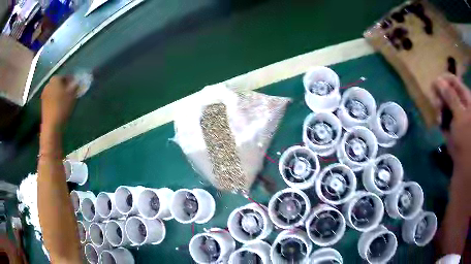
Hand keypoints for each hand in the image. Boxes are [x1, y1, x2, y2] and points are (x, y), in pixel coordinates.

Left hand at [41, 76, 77, 129]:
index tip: (75, 85)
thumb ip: (75, 86)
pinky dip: (54, 100)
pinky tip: (59, 106)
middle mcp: (48, 84)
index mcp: (55, 79)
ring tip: (64, 100)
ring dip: (58, 93)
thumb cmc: (62, 107)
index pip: (64, 76)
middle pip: (57, 83)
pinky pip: (50, 98)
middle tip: (69, 92)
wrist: (51, 125)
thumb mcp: (72, 95)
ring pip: (53, 91)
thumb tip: (76, 82)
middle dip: (63, 86)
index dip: (70, 80)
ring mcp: (44, 94)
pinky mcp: (43, 104)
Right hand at [432, 74, 470, 174]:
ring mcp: (457, 116)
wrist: (465, 166)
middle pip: (448, 93)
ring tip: (438, 118)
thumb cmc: (465, 137)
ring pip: (446, 106)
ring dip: (440, 110)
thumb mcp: (459, 114)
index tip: (433, 88)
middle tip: (436, 106)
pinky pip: (445, 118)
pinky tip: (439, 125)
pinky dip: (442, 120)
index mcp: (464, 97)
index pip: (452, 81)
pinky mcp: (453, 128)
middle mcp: (461, 104)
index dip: (443, 82)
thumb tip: (438, 81)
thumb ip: (450, 96)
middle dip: (441, 97)